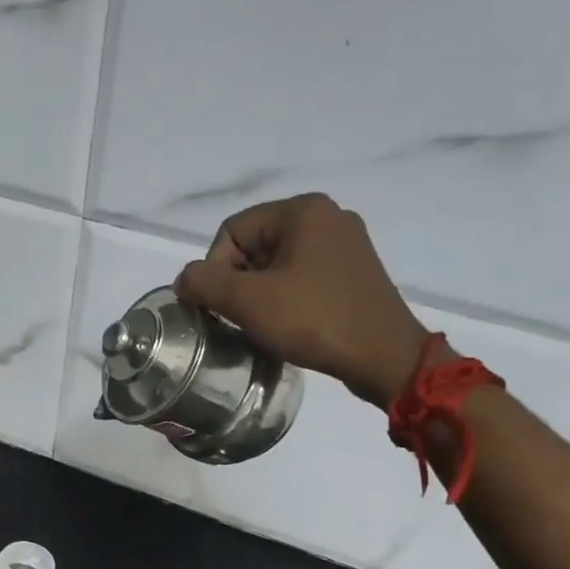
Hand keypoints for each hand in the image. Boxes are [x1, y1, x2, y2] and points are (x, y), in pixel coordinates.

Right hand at [174, 194, 431, 409]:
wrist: (385, 357)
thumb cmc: (315, 320)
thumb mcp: (248, 302)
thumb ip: (204, 283)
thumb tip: (185, 280)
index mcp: (303, 211)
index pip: (231, 230)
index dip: (215, 269)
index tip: (222, 307)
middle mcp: (327, 216)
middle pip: (254, 244)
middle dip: (238, 281)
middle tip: (239, 318)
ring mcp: (345, 243)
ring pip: (277, 262)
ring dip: (259, 292)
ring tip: (262, 324)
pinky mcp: (354, 271)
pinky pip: (302, 275)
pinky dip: (285, 297)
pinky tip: (287, 323)